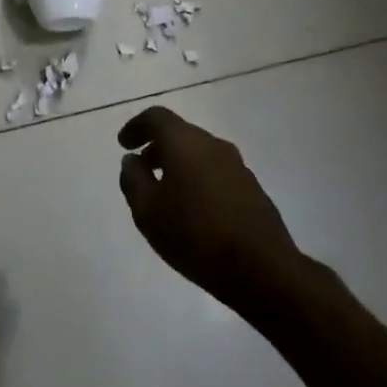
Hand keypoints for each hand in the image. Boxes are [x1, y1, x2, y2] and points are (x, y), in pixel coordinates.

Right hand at [118, 106, 304, 312]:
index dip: (136, 127)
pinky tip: (193, 210)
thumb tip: (132, 160)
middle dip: (157, 148)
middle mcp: (213, 144)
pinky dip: (198, 180)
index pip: (157, 118)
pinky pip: (216, 173)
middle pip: (180, 134)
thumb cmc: (195, 234)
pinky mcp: (252, 189)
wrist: (262, 268)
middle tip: (141, 169)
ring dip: (179, 166)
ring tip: (165, 194)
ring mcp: (237, 166)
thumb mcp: (147, 211)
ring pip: (199, 154)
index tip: (124, 144)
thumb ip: (133, 180)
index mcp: (185, 142)